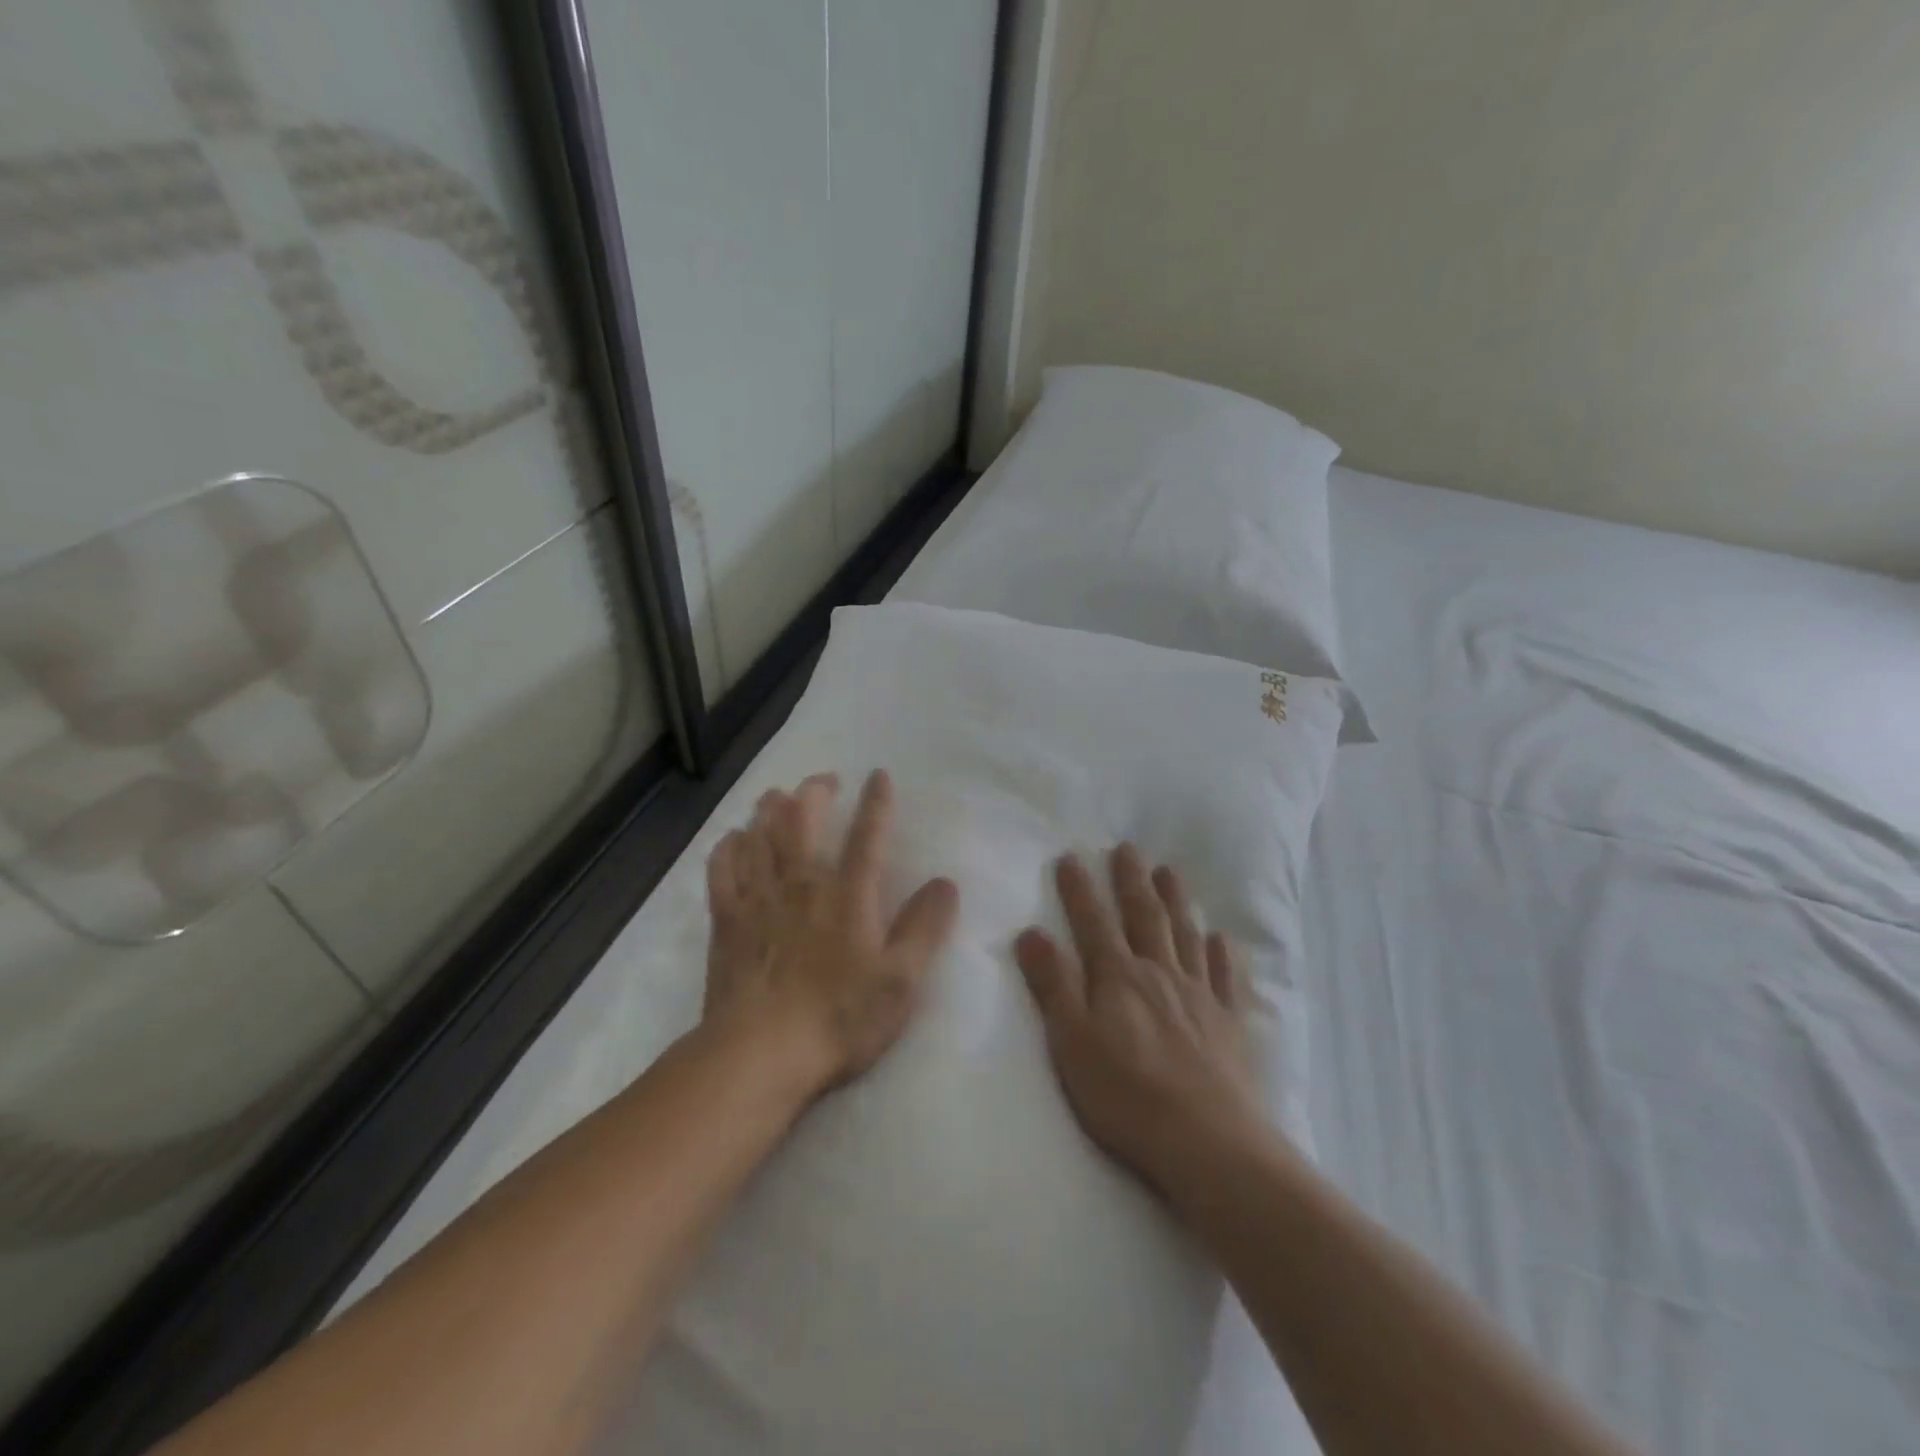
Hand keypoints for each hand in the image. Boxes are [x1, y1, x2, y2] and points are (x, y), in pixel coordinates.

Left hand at [704, 769, 959, 1101]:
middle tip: (824, 781)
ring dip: (770, 808)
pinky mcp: (727, 920)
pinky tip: (734, 839)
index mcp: (848, 895)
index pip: (867, 835)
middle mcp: (802, 883)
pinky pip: (722, 869)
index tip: (879, 775)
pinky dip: (728, 846)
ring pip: (760, 834)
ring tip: (777, 796)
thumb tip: (945, 883)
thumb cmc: (838, 1018)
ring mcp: (759, 898)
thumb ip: (924, 928)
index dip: (876, 802)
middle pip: (802, 819)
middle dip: (814, 791)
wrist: (759, 1055)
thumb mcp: (900, 981)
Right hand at [1016, 845, 1265, 1196]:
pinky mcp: (1227, 1024)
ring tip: (1170, 871)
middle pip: (1144, 916)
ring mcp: (1198, 996)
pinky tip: (1221, 938)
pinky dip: (1221, 954)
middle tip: (1128, 847)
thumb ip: (1053, 985)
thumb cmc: (1126, 1095)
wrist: (1207, 1142)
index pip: (1093, 922)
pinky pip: (1225, 978)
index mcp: (1118, 978)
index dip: (1079, 889)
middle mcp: (1159, 974)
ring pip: (1185, 936)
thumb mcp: (1072, 1042)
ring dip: (1176, 901)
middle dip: (1132, 880)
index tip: (1071, 855)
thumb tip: (1032, 932)